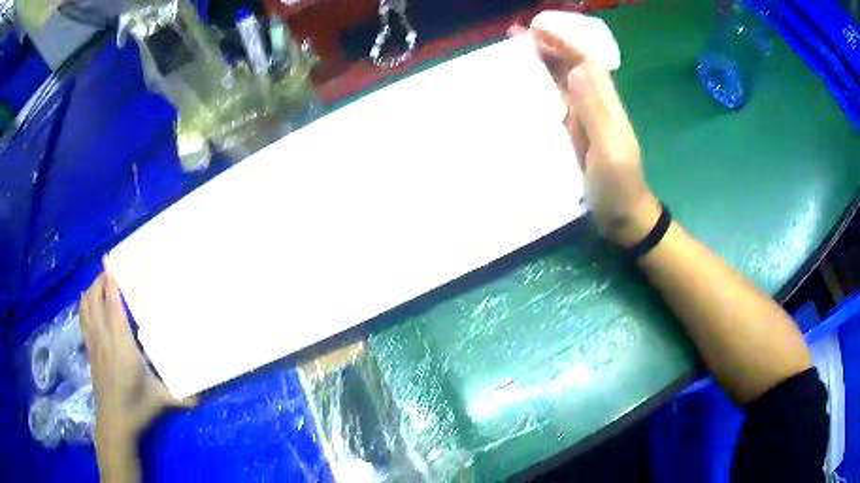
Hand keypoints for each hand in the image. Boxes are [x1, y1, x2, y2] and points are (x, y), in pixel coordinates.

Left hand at [80, 265, 195, 452]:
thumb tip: (205, 393)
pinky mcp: (89, 351)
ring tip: (99, 283)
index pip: (112, 304)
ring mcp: (94, 344)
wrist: (115, 422)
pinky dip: (84, 306)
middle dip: (99, 280)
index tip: (109, 260)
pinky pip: (82, 320)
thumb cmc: (137, 406)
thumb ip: (184, 396)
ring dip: (90, 291)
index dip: (109, 280)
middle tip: (109, 269)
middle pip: (94, 299)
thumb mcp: (163, 400)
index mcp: (122, 344)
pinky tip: (88, 303)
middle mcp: (104, 338)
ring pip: (85, 307)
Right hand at [524, 26, 661, 245]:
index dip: (563, 42)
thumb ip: (595, 111)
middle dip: (548, 47)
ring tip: (513, 54)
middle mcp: (594, 106)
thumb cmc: (619, 185)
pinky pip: (555, 105)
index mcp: (606, 104)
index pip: (585, 61)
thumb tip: (577, 68)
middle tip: (515, 35)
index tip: (536, 30)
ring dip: (541, 65)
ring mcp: (583, 121)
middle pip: (572, 67)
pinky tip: (521, 89)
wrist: (624, 217)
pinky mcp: (573, 136)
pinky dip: (539, 91)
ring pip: (561, 83)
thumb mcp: (609, 149)